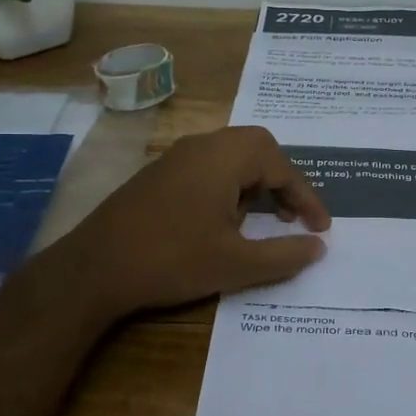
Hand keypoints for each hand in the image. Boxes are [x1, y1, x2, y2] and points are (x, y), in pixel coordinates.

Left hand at [48, 126, 329, 321]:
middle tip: (291, 216)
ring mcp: (175, 158)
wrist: (94, 268)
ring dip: (254, 183)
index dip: (306, 198)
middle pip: (256, 148)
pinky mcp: (157, 175)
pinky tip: (221, 222)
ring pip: (230, 157)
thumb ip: (284, 254)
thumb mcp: (236, 264)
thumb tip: (318, 247)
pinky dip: (227, 187)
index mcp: (224, 157)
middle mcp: (201, 146)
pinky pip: (206, 168)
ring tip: (260, 222)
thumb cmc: (172, 260)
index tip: (321, 228)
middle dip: (281, 182)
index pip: (281, 167)